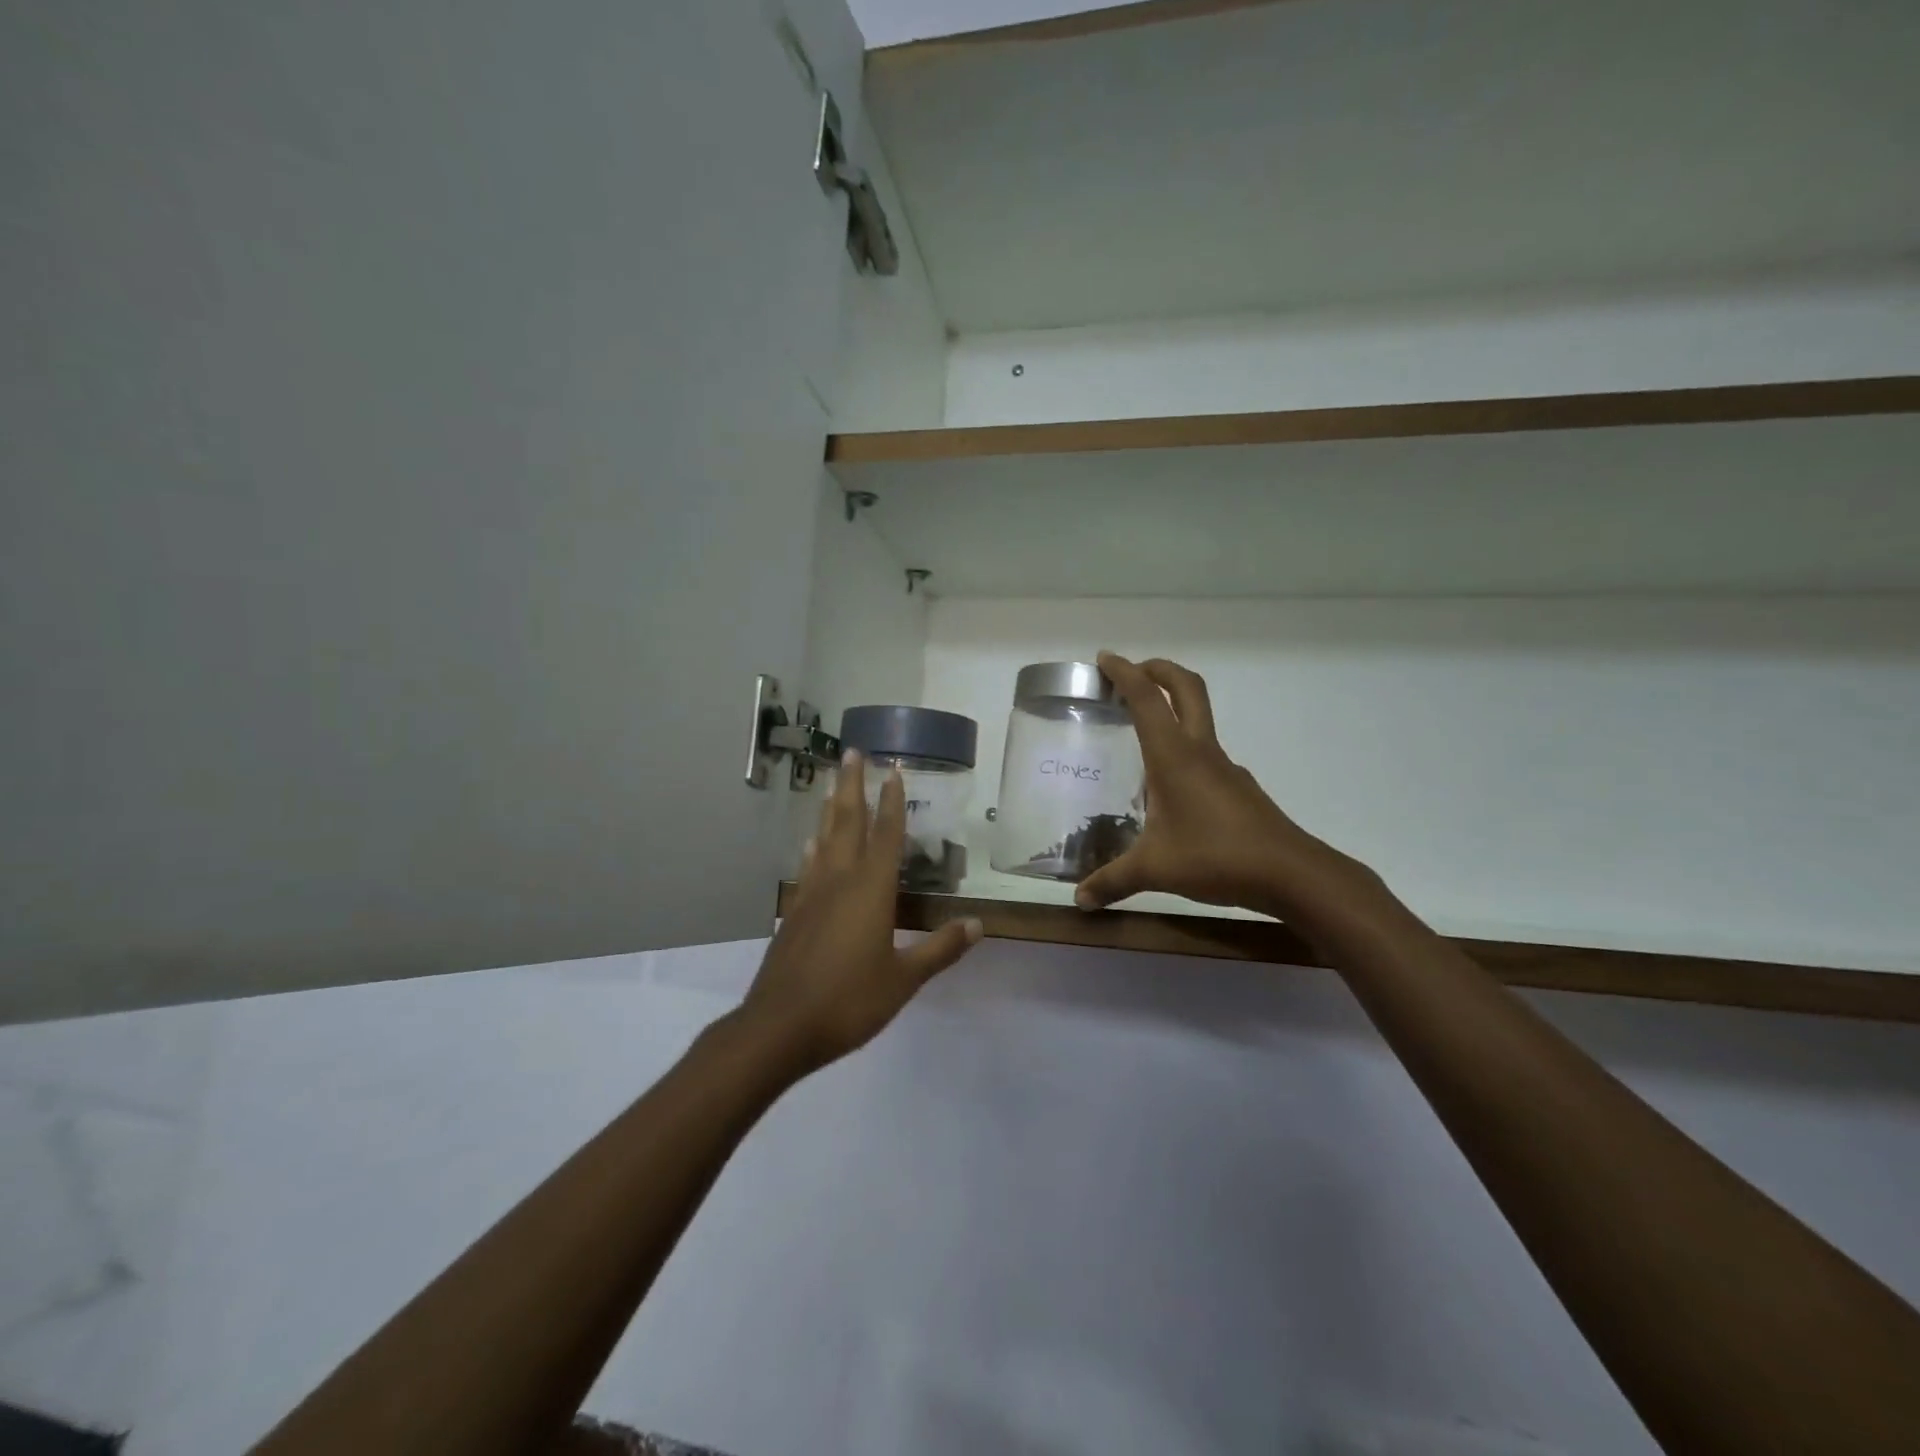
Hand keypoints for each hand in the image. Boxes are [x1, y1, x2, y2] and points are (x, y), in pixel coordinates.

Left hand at [741, 751, 982, 1072]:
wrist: (779, 1027)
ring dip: (831, 808)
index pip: (886, 835)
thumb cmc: (848, 1001)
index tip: (894, 769)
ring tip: (832, 784)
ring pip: (824, 839)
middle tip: (852, 752)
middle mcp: (840, 881)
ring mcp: (812, 895)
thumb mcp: (903, 979)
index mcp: (871, 890)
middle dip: (853, 786)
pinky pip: (808, 866)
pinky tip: (811, 843)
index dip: (892, 801)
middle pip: (848, 822)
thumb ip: (940, 949)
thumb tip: (979, 925)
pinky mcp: (795, 913)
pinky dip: (813, 847)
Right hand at [1074, 653, 1379, 919]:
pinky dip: (1184, 748)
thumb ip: (1113, 881)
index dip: (1125, 673)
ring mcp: (1225, 768)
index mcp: (1174, 757)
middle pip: (1186, 688)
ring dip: (1172, 708)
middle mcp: (1201, 751)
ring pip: (1199, 719)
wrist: (1291, 874)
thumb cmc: (1217, 858)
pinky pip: (1205, 753)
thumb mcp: (1155, 870)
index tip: (1105, 659)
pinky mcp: (1238, 787)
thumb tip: (1079, 900)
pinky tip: (1170, 787)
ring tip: (1140, 734)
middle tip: (1131, 672)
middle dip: (1158, 670)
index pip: (1146, 699)